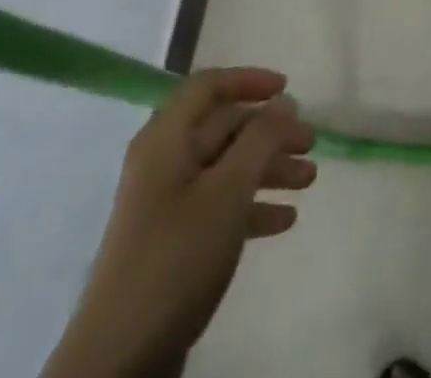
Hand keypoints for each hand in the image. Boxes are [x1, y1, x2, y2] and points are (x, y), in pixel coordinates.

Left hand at [41, 68, 316, 377]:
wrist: (119, 360)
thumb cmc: (177, 257)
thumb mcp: (228, 191)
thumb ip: (261, 138)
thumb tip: (284, 100)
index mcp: (166, 139)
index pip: (208, 86)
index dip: (249, 80)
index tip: (288, 90)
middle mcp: (164, 162)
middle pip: (224, 127)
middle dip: (270, 132)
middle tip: (311, 142)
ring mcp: (167, 204)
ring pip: (227, 167)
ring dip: (268, 168)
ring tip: (310, 180)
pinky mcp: (173, 243)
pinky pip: (219, 206)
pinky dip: (252, 205)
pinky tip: (285, 219)